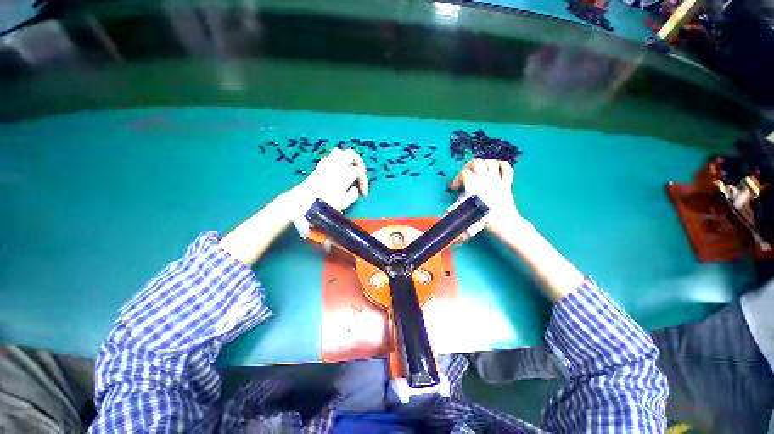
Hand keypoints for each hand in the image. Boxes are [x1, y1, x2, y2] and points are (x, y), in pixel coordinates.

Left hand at [292, 148, 368, 211]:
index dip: (364, 181)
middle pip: (351, 154)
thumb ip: (353, 195)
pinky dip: (336, 162)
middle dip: (358, 162)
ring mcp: (327, 164)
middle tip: (359, 173)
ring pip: (339, 152)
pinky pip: (330, 157)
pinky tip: (335, 171)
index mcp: (345, 173)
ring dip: (346, 159)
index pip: (360, 170)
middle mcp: (337, 165)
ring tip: (348, 169)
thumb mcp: (344, 202)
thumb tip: (355, 189)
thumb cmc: (326, 203)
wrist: (303, 202)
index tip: (363, 193)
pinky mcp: (319, 166)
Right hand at [449, 159, 519, 236]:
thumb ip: (456, 208)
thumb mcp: (466, 212)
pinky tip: (496, 169)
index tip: (454, 188)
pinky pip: (506, 167)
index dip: (456, 179)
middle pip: (476, 162)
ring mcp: (497, 180)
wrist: (505, 224)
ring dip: (483, 164)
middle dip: (468, 167)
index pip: (463, 173)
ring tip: (479, 171)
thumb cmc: (484, 219)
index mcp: (474, 185)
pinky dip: (501, 165)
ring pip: (491, 162)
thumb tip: (446, 210)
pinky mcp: (507, 183)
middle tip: (465, 175)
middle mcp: (485, 179)